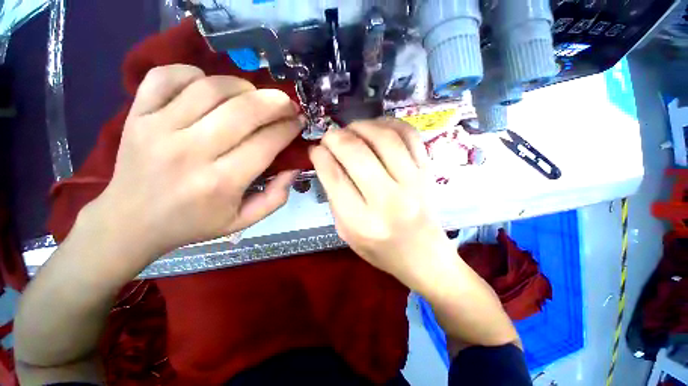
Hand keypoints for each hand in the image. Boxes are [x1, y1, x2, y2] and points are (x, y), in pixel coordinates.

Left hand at [92, 64, 301, 262]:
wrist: (131, 221)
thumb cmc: (193, 223)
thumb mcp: (244, 221)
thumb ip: (276, 197)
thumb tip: (294, 167)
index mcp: (220, 182)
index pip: (266, 143)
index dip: (288, 128)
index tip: (299, 122)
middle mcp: (190, 151)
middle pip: (243, 110)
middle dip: (275, 102)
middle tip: (287, 103)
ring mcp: (157, 128)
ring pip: (210, 87)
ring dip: (242, 86)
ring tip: (254, 96)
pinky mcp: (136, 114)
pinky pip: (167, 76)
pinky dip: (193, 73)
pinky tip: (208, 86)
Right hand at [309, 119, 455, 288]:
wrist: (423, 255)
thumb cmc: (380, 249)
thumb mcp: (347, 233)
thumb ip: (334, 198)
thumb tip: (326, 162)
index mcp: (362, 222)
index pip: (335, 177)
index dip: (320, 156)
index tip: (315, 149)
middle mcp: (388, 200)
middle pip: (357, 153)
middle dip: (336, 137)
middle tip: (330, 137)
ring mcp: (413, 182)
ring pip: (384, 138)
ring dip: (361, 126)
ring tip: (351, 129)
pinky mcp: (427, 171)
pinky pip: (409, 135)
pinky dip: (389, 124)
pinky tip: (377, 128)